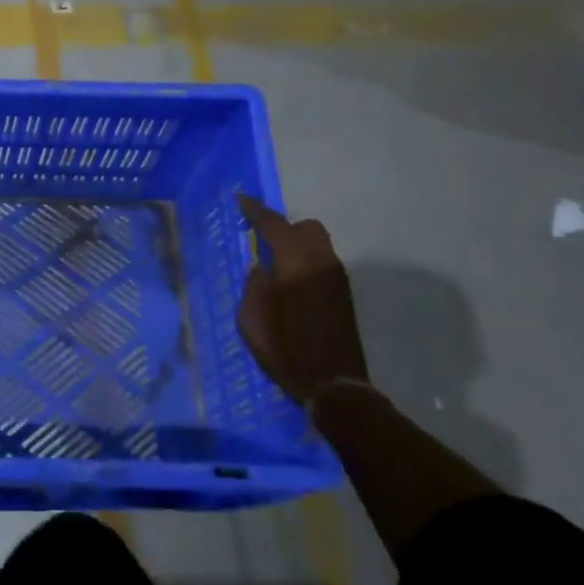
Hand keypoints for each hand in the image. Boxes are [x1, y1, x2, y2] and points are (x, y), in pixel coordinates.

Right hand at [236, 195, 368, 404]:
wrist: (335, 384)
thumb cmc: (286, 352)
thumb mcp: (252, 321)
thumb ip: (254, 286)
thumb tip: (261, 269)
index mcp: (295, 268)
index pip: (275, 226)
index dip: (256, 211)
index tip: (240, 200)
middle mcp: (321, 265)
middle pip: (306, 227)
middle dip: (283, 227)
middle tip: (260, 241)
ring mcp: (337, 278)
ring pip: (318, 243)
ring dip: (296, 244)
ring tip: (274, 264)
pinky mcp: (343, 294)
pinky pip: (323, 261)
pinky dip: (306, 260)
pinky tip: (291, 283)